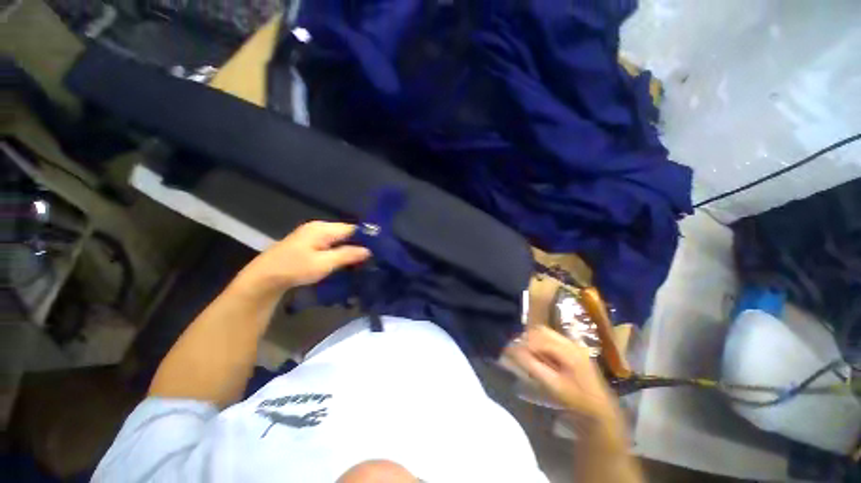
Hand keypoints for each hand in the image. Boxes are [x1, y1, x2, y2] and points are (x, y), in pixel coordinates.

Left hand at [238, 221, 370, 294]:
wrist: (263, 279)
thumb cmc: (294, 269)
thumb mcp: (324, 263)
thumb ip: (347, 255)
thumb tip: (369, 250)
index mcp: (323, 228)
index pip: (352, 228)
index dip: (366, 237)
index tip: (378, 250)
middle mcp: (318, 227)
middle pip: (346, 233)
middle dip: (358, 244)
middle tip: (371, 258)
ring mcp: (312, 235)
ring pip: (339, 240)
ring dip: (349, 249)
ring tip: (361, 261)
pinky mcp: (308, 244)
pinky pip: (330, 245)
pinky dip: (339, 252)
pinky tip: (345, 261)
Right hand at [506, 326, 622, 426]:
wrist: (600, 408)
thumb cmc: (576, 399)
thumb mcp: (553, 385)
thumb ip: (533, 366)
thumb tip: (514, 352)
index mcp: (567, 351)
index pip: (539, 339)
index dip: (523, 342)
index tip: (510, 348)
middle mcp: (570, 342)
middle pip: (542, 331)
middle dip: (527, 337)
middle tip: (516, 348)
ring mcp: (573, 344)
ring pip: (547, 332)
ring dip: (533, 338)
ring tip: (524, 350)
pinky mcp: (573, 348)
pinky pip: (552, 337)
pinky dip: (540, 341)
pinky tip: (536, 352)